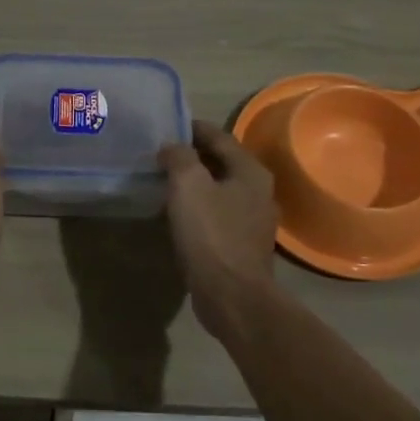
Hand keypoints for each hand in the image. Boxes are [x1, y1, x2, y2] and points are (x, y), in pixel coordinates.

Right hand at [159, 120, 277, 327]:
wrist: (232, 295)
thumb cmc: (212, 234)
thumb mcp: (189, 185)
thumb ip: (180, 157)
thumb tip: (172, 147)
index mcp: (251, 171)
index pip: (219, 137)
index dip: (193, 128)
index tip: (168, 124)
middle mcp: (258, 191)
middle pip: (221, 162)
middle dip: (192, 155)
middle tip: (161, 151)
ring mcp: (252, 220)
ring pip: (219, 189)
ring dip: (194, 182)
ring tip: (165, 179)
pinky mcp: (241, 244)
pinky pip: (217, 214)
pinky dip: (197, 206)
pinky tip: (177, 212)